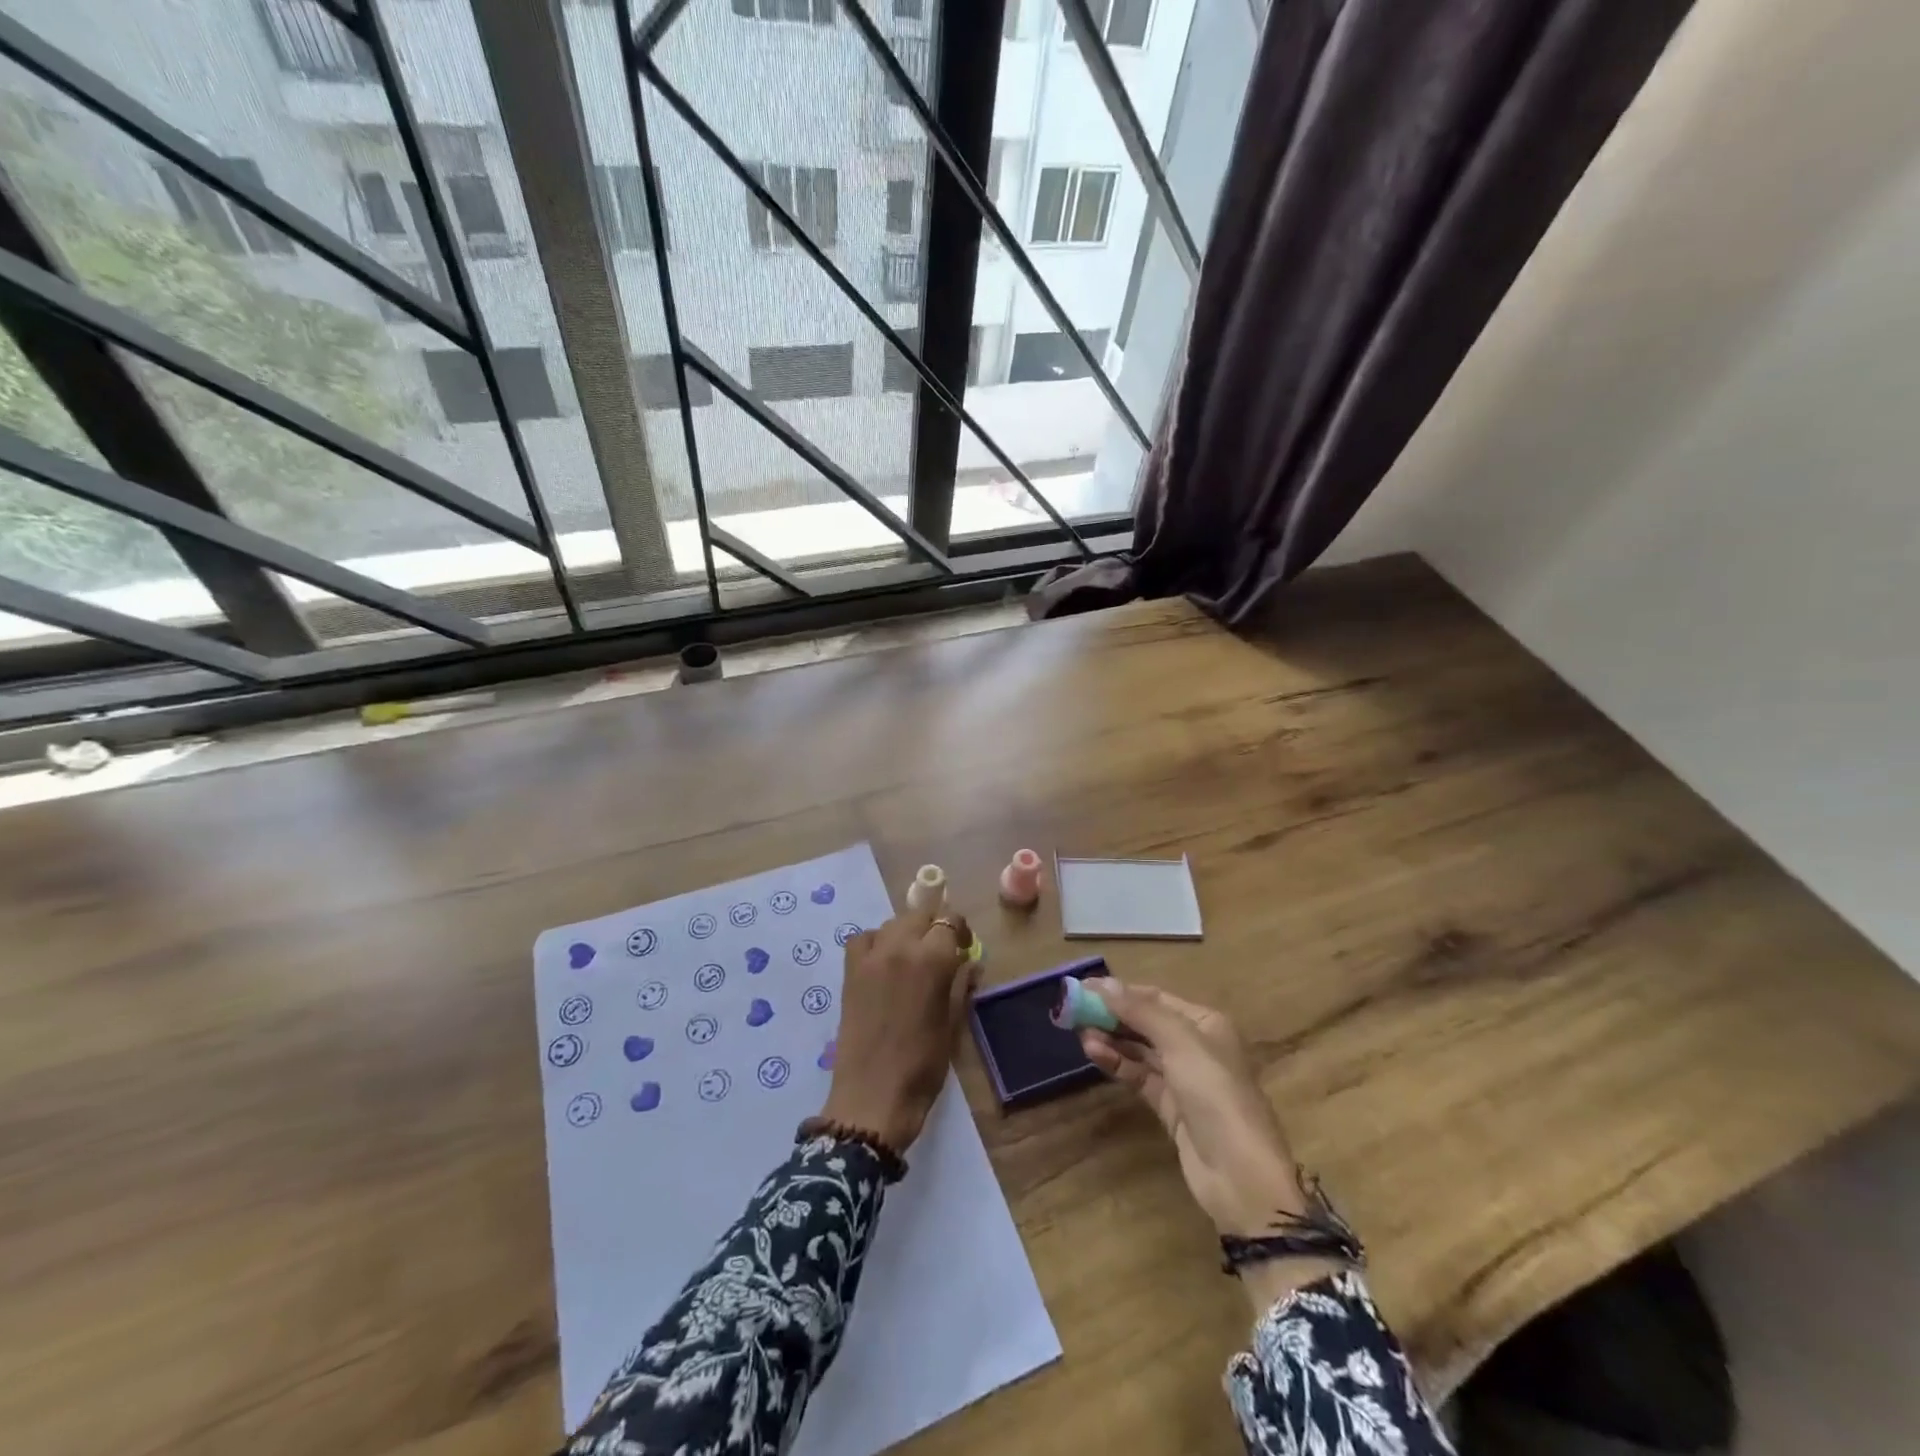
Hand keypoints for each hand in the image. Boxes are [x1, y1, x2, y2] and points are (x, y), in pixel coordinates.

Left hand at [819, 906, 976, 1151]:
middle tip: (942, 952)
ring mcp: (871, 957)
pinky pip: (863, 939)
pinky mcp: (850, 971)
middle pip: (920, 915)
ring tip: (912, 958)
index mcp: (932, 960)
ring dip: (907, 933)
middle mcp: (900, 947)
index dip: (960, 931)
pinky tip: (883, 962)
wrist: (873, 1097)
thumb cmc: (923, 1065)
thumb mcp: (952, 1024)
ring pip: (893, 924)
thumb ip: (961, 985)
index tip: (965, 948)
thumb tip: (970, 963)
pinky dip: (876, 942)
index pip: (950, 921)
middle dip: (935, 927)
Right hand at [1078, 979, 1308, 1236]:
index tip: (1082, 986)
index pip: (1155, 998)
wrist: (1241, 1176)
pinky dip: (1117, 1063)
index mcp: (1205, 1023)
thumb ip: (1140, 1011)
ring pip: (1139, 1050)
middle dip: (1112, 1015)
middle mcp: (1195, 1046)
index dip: (1120, 991)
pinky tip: (1094, 1053)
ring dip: (1111, 1038)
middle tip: (1074, 1010)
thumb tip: (1102, 983)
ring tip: (1078, 1032)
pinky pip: (1138, 1076)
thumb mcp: (1180, 1043)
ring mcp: (1183, 1079)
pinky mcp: (1170, 1107)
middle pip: (1146, 1022)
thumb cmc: (1216, 1094)